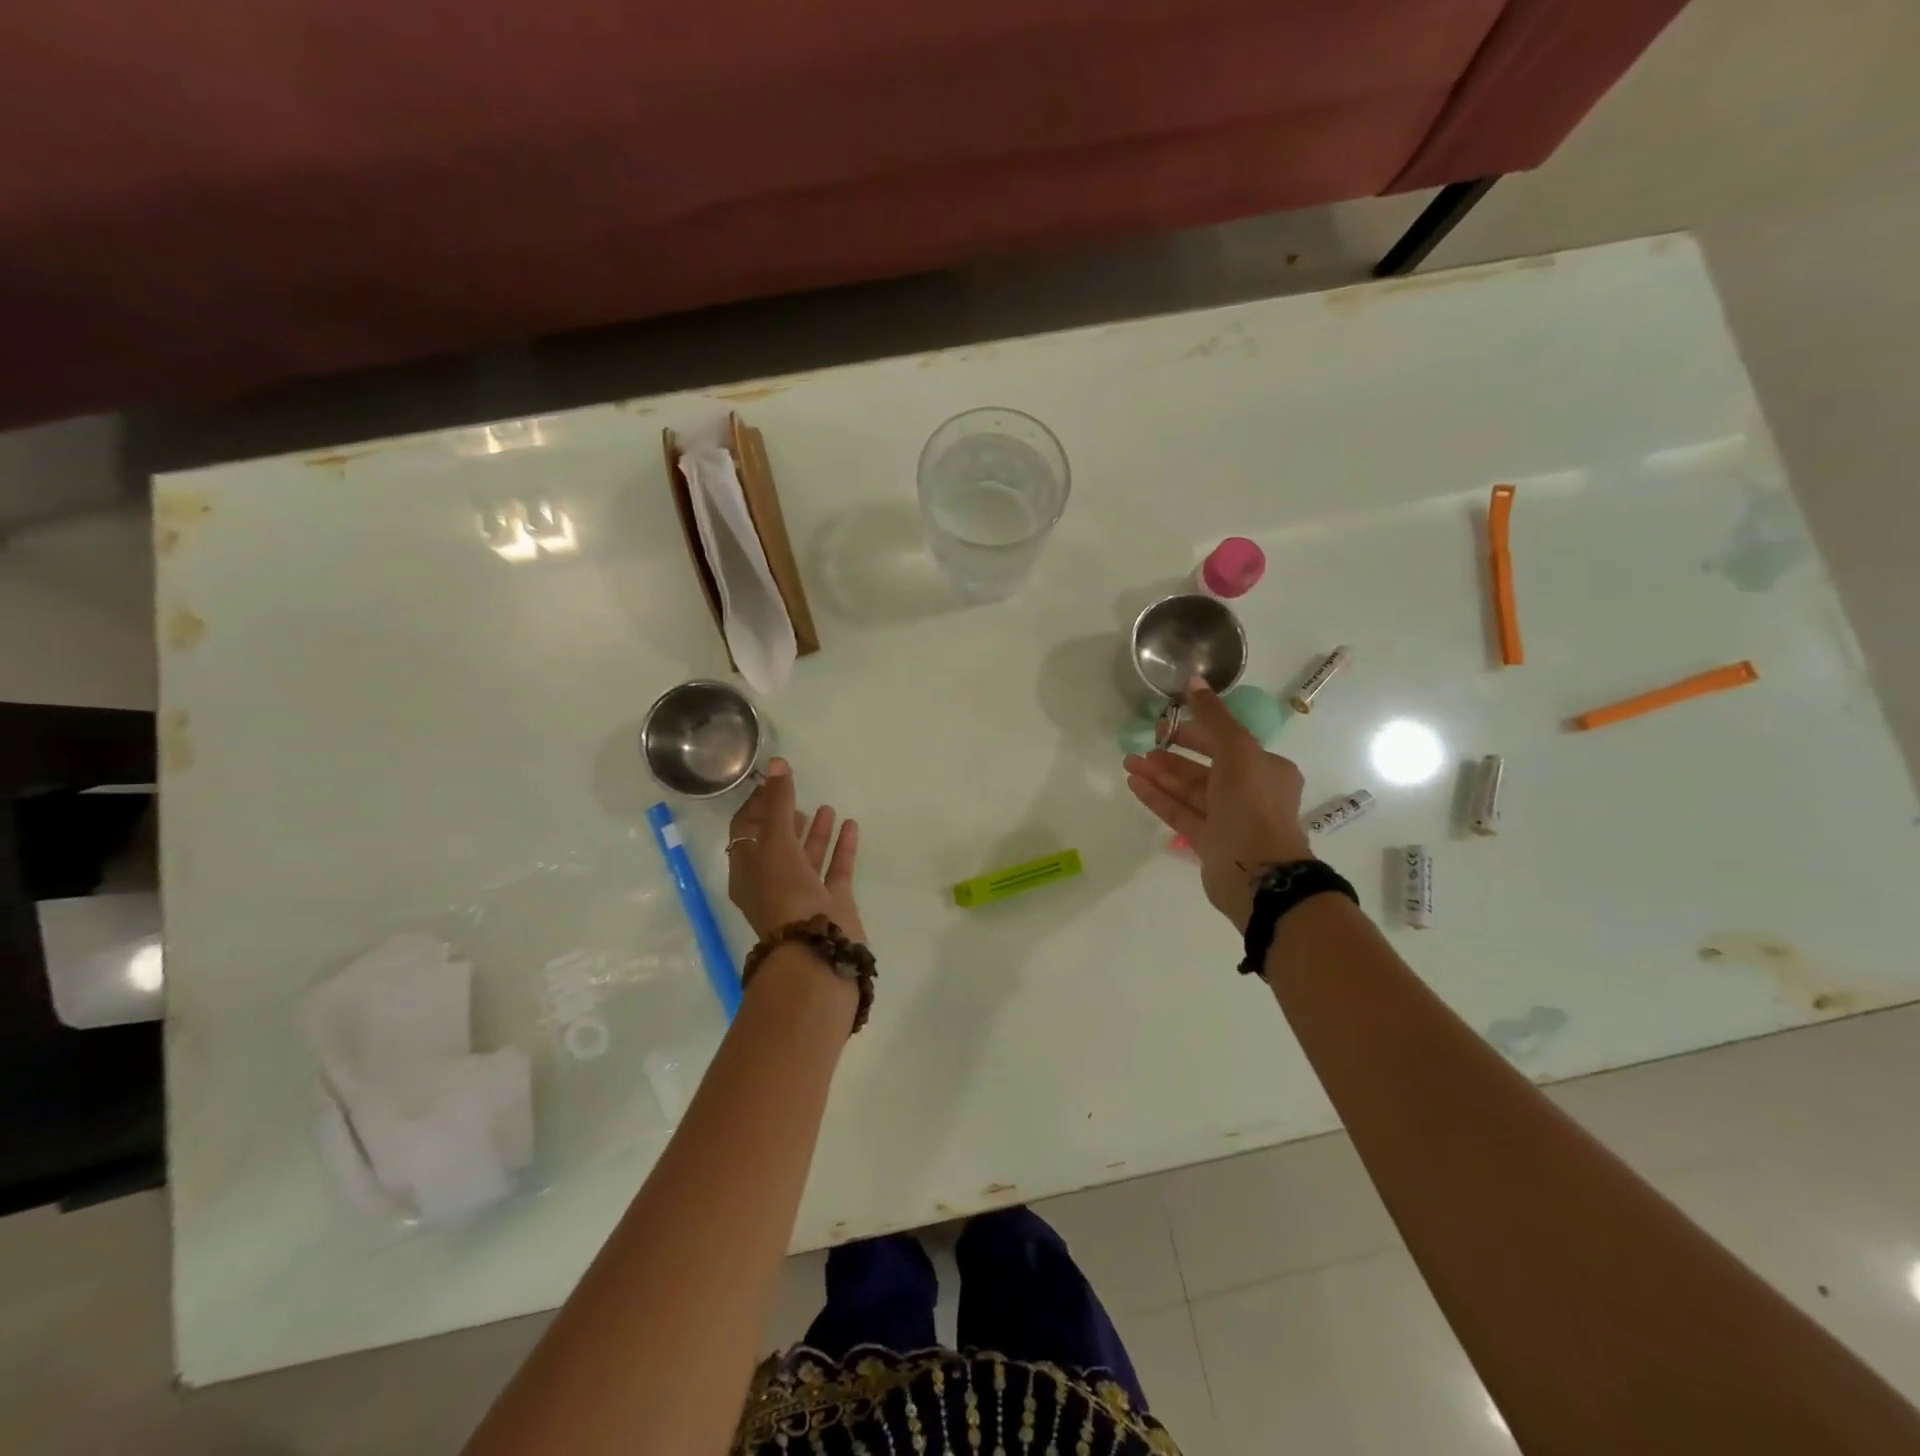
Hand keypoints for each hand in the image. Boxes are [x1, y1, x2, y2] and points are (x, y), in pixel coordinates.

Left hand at [726, 759, 864, 941]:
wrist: (816, 952)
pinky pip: (836, 869)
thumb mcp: (776, 844)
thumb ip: (778, 803)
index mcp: (747, 870)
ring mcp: (804, 894)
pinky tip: (851, 825)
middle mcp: (772, 882)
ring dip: (817, 832)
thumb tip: (776, 763)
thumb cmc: (785, 895)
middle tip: (798, 794)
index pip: (746, 830)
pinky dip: (842, 848)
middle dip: (787, 818)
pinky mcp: (832, 903)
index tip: (773, 780)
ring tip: (828, 807)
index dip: (756, 804)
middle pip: (778, 843)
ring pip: (808, 857)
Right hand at [1124, 678, 1312, 931]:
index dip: (1195, 730)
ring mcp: (1228, 819)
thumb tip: (1193, 680)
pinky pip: (1180, 813)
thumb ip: (1213, 716)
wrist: (1259, 874)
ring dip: (1159, 775)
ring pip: (1189, 791)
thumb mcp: (1237, 750)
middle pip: (1204, 767)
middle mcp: (1249, 792)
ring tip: (1128, 763)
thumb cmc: (1252, 804)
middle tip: (1142, 744)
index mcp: (1265, 768)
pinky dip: (1159, 798)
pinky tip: (1135, 784)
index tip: (1166, 723)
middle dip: (1172, 754)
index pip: (1226, 742)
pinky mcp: (1209, 842)